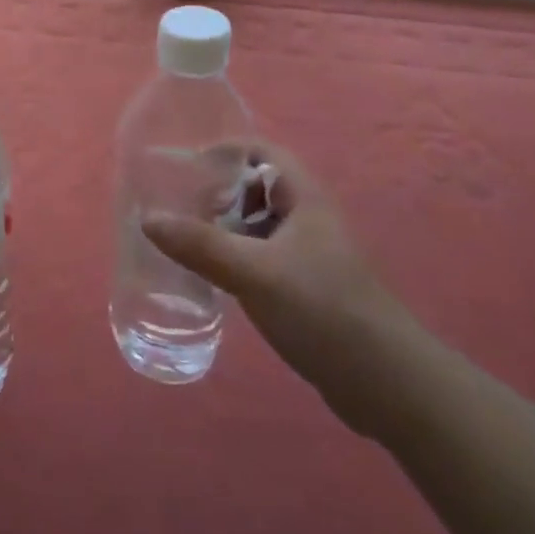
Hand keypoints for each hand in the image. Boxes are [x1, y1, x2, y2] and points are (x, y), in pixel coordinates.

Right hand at [141, 140, 411, 434]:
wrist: (387, 382)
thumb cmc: (323, 310)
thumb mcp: (254, 272)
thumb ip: (200, 244)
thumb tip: (147, 217)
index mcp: (304, 199)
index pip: (262, 152)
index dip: (224, 151)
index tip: (184, 166)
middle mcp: (308, 220)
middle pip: (257, 188)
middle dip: (217, 192)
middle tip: (177, 207)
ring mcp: (310, 256)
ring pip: (259, 226)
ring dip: (224, 228)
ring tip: (185, 240)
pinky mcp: (306, 288)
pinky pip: (262, 258)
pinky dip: (236, 259)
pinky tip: (213, 278)